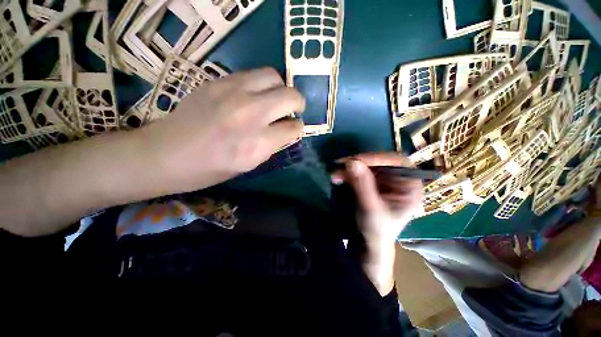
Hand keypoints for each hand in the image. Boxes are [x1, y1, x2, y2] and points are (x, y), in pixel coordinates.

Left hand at [139, 68, 304, 193]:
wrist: (165, 154)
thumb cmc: (210, 169)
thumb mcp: (249, 165)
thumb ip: (271, 145)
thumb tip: (286, 130)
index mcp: (256, 145)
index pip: (293, 128)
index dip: (297, 128)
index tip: (294, 128)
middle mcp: (249, 115)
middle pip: (290, 96)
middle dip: (297, 103)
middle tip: (292, 109)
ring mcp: (232, 93)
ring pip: (273, 76)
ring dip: (280, 88)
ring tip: (274, 99)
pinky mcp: (218, 81)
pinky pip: (252, 74)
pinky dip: (260, 84)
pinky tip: (253, 95)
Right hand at [331, 153, 422, 244]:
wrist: (370, 242)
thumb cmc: (378, 230)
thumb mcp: (371, 208)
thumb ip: (363, 185)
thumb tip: (352, 162)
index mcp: (409, 187)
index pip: (398, 163)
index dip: (379, 158)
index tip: (358, 160)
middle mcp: (398, 180)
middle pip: (381, 162)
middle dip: (360, 163)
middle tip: (342, 164)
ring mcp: (384, 181)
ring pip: (368, 166)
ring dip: (350, 168)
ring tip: (335, 173)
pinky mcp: (372, 183)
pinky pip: (360, 173)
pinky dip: (348, 174)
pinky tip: (338, 177)